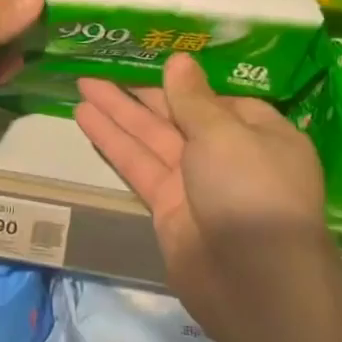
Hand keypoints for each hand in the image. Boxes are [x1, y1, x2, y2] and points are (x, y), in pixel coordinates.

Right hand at [75, 54, 328, 330]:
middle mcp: (227, 154)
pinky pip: (137, 164)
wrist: (255, 284)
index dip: (181, 79)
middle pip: (177, 114)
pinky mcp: (166, 206)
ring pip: (150, 137)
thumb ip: (193, 99)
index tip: (148, 57)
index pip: (215, 98)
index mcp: (258, 132)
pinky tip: (85, 117)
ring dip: (117, 111)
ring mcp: (195, 182)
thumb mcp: (225, 134)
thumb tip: (179, 61)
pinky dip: (112, 141)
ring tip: (82, 82)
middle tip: (102, 63)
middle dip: (140, 91)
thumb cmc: (251, 192)